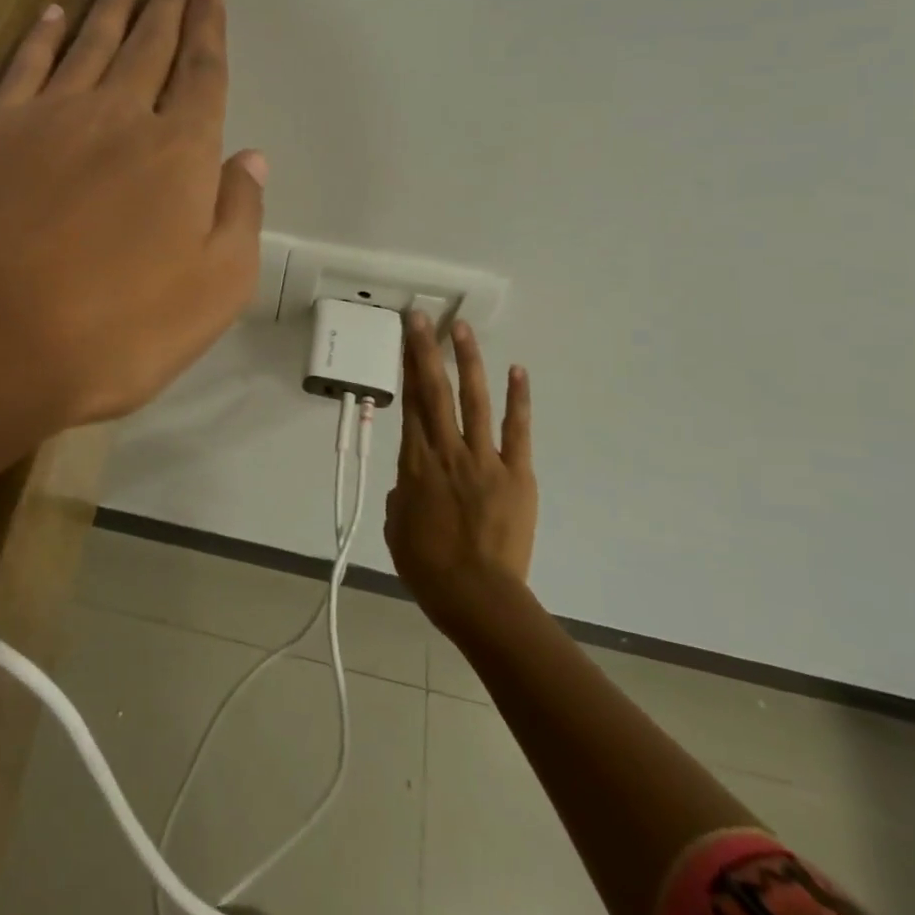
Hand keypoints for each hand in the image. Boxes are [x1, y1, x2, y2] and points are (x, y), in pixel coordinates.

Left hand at [0, 0, 265, 441]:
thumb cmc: (115, 331)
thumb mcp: (214, 292)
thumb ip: (240, 217)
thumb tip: (251, 159)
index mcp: (179, 154)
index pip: (203, 76)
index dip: (211, 32)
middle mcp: (118, 118)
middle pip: (150, 47)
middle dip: (168, 6)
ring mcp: (49, 118)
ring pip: (90, 44)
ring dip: (112, 7)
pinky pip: (26, 66)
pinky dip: (43, 35)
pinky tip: (53, 14)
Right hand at [385, 314, 536, 636]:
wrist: (477, 597)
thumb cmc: (428, 567)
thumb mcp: (397, 526)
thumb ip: (403, 494)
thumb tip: (413, 481)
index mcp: (415, 463)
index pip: (409, 403)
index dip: (405, 368)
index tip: (404, 339)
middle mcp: (446, 450)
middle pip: (434, 391)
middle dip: (426, 350)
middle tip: (422, 317)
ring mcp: (484, 459)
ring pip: (473, 400)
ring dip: (467, 361)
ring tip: (462, 330)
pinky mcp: (517, 473)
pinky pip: (517, 430)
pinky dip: (517, 399)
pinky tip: (516, 370)